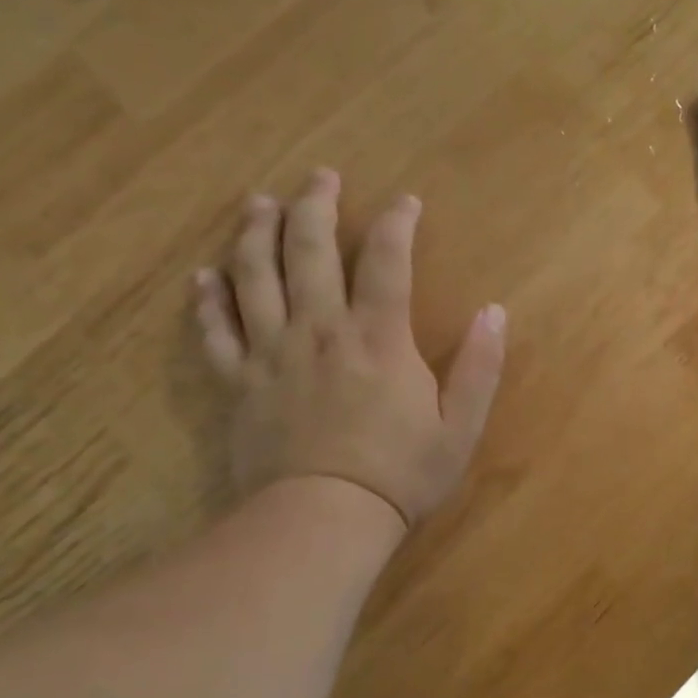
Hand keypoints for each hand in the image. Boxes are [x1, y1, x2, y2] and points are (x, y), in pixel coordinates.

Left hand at [194, 172, 506, 529]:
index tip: (405, 200)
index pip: (386, 260)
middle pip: (308, 251)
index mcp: (377, 336)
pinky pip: (215, 334)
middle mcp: (320, 330)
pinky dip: (207, 302)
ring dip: (255, 234)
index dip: (396, 223)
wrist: (321, 522)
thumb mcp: (460, 425)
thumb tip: (494, 311)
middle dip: (314, 206)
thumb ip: (480, 365)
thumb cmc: (399, 473)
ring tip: (258, 203)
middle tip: (318, 176)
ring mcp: (272, 354)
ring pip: (254, 277)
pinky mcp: (239, 384)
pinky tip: (203, 276)